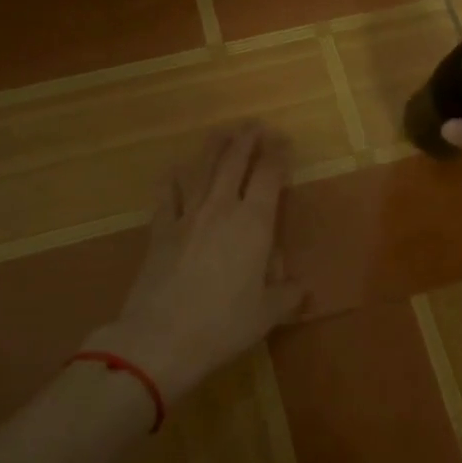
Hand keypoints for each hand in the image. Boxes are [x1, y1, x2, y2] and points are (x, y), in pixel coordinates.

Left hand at [87, 122, 309, 400]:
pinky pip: (167, 194)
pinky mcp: (160, 230)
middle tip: (254, 124)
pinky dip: (173, 179)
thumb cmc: (223, 325)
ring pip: (202, 169)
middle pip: (234, 162)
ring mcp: (187, 216)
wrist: (160, 338)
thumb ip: (287, 296)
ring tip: (222, 132)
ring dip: (214, 147)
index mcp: (254, 223)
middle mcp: (221, 208)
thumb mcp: (266, 314)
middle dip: (246, 139)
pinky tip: (175, 170)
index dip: (277, 154)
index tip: (283, 140)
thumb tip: (301, 289)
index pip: (268, 176)